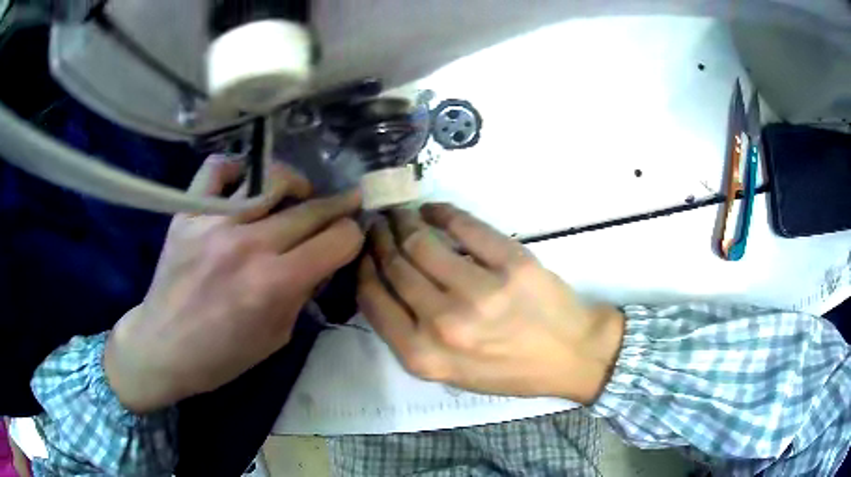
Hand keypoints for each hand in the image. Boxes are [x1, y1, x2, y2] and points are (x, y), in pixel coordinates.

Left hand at [104, 156, 363, 412]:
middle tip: (345, 205)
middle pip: (312, 208)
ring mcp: (215, 222)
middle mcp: (249, 244)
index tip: (350, 237)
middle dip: (338, 208)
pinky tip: (243, 184)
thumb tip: (321, 258)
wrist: (163, 346)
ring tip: (297, 193)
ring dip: (296, 184)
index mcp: (275, 283)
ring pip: (271, 178)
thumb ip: (303, 292)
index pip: (338, 239)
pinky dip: (236, 169)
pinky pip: (217, 169)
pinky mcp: (188, 212)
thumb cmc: (222, 355)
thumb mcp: (277, 336)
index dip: (353, 236)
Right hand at [357, 204, 623, 403]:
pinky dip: (442, 212)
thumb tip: (386, 284)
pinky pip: (464, 225)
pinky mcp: (511, 262)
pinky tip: (432, 210)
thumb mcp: (450, 372)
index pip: (373, 300)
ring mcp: (480, 291)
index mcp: (424, 355)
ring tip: (400, 214)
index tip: (363, 252)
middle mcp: (444, 324)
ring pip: (421, 242)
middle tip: (378, 225)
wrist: (570, 355)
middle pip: (395, 266)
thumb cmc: (509, 369)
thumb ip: (411, 336)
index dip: (363, 268)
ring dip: (404, 221)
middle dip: (380, 240)